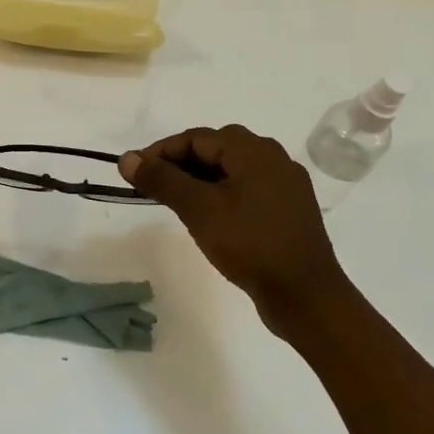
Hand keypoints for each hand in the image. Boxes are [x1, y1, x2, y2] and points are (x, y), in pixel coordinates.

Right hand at [119, 125, 344, 334]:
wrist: (306, 296)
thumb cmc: (250, 244)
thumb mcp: (199, 209)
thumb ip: (162, 180)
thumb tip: (127, 159)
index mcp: (253, 150)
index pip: (196, 138)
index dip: (161, 151)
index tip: (135, 172)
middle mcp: (273, 158)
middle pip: (216, 149)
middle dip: (180, 163)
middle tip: (154, 187)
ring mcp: (285, 184)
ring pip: (232, 170)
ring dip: (200, 179)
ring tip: (176, 202)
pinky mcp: (289, 209)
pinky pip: (248, 188)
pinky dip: (221, 194)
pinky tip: (210, 217)